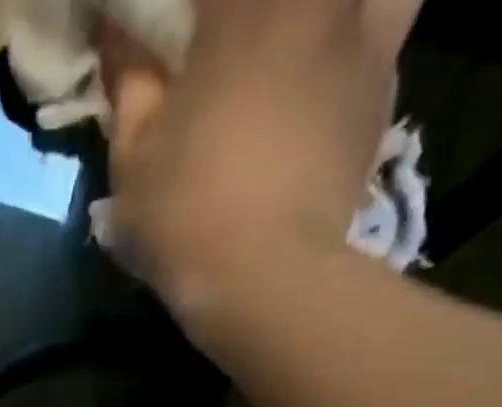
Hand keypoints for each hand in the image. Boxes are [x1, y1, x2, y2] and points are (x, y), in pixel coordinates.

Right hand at [100, 0, 421, 313]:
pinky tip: (325, 78)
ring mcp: (366, 41)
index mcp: (247, 2)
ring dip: (333, 14)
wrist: (269, 283)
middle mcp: (320, 0)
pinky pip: (384, 31)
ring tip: (301, 39)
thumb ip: (129, 81)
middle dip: (247, 14)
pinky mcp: (383, 97)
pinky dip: (359, 40)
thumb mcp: (134, 156)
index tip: (161, 38)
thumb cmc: (189, 214)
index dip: (183, 13)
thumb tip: (116, 34)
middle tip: (224, 38)